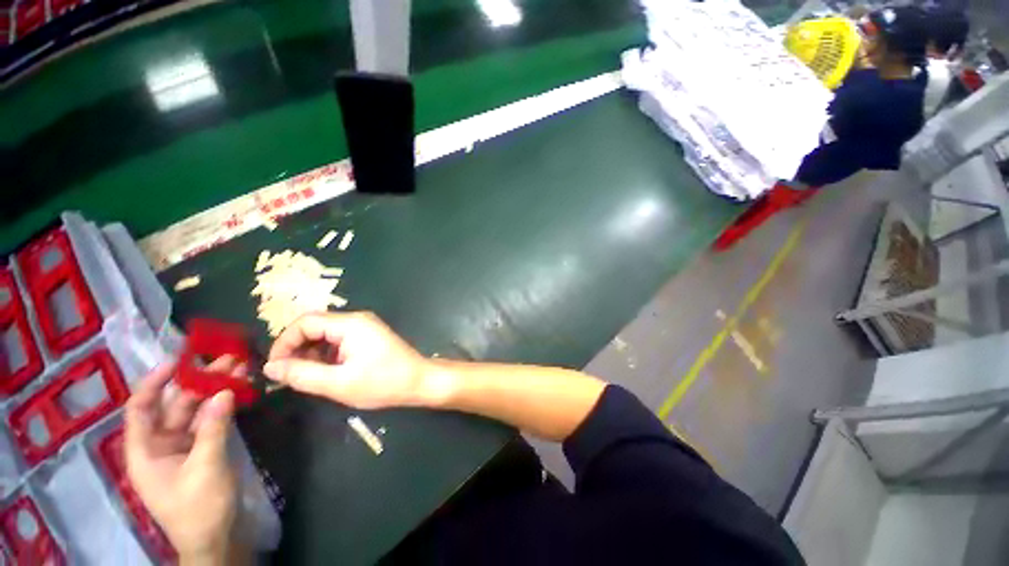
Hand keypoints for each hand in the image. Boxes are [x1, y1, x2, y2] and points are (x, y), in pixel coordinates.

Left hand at [124, 358, 240, 562]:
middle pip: (174, 405)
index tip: (178, 360)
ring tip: (239, 370)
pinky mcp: (200, 451)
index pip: (141, 408)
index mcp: (145, 451)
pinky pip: (208, 422)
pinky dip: (222, 407)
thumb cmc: (199, 508)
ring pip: (195, 411)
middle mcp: (159, 444)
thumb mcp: (206, 467)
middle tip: (227, 360)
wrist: (214, 539)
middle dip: (199, 382)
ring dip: (215, 391)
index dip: (155, 382)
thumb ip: (214, 428)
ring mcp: (181, 447)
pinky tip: (238, 393)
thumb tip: (225, 392)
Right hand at [263, 312, 441, 408]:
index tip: (275, 368)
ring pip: (326, 334)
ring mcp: (364, 327)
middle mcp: (357, 319)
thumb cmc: (383, 382)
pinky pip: (339, 340)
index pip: (305, 322)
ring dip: (311, 352)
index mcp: (351, 324)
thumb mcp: (338, 383)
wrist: (419, 381)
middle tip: (288, 375)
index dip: (284, 342)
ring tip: (305, 376)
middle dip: (296, 348)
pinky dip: (326, 354)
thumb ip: (302, 374)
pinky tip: (325, 372)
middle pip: (315, 326)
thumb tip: (271, 367)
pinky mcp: (368, 336)